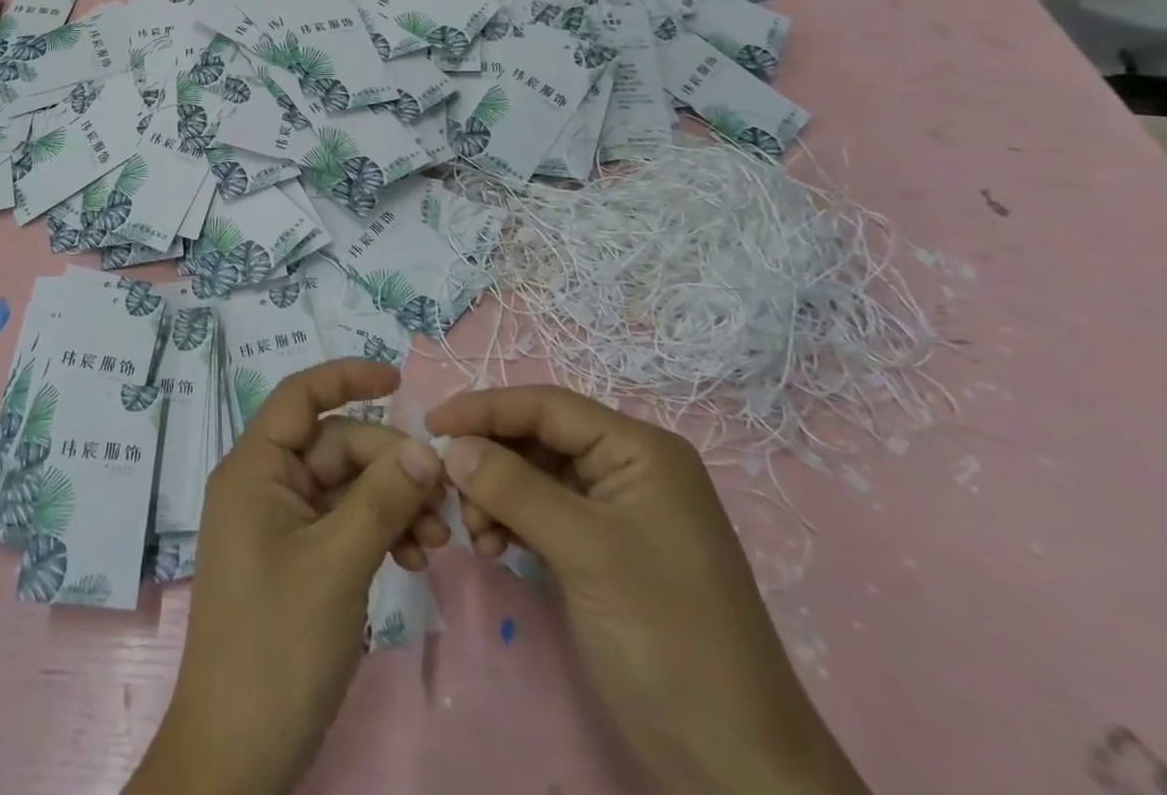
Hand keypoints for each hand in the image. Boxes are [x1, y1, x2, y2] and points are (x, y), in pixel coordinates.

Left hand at [126, 360, 449, 794]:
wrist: (237, 754)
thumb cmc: (276, 645)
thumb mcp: (336, 564)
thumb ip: (382, 499)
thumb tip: (426, 447)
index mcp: (254, 467)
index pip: (300, 396)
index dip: (346, 377)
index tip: (399, 380)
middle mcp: (264, 484)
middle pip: (335, 445)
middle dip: (390, 464)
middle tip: (443, 500)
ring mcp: (280, 523)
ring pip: (346, 486)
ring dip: (393, 502)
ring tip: (437, 541)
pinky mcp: (297, 558)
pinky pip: (344, 522)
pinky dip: (380, 531)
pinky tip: (414, 559)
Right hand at [426, 387, 870, 794]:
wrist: (735, 765)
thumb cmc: (667, 638)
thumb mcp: (586, 552)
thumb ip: (514, 488)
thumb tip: (452, 447)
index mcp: (639, 450)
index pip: (547, 406)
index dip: (485, 408)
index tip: (431, 425)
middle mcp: (627, 467)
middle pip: (537, 438)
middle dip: (489, 459)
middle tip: (448, 491)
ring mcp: (616, 510)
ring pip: (534, 474)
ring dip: (495, 494)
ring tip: (476, 534)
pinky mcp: (603, 548)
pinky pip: (542, 511)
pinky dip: (511, 520)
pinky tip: (492, 546)